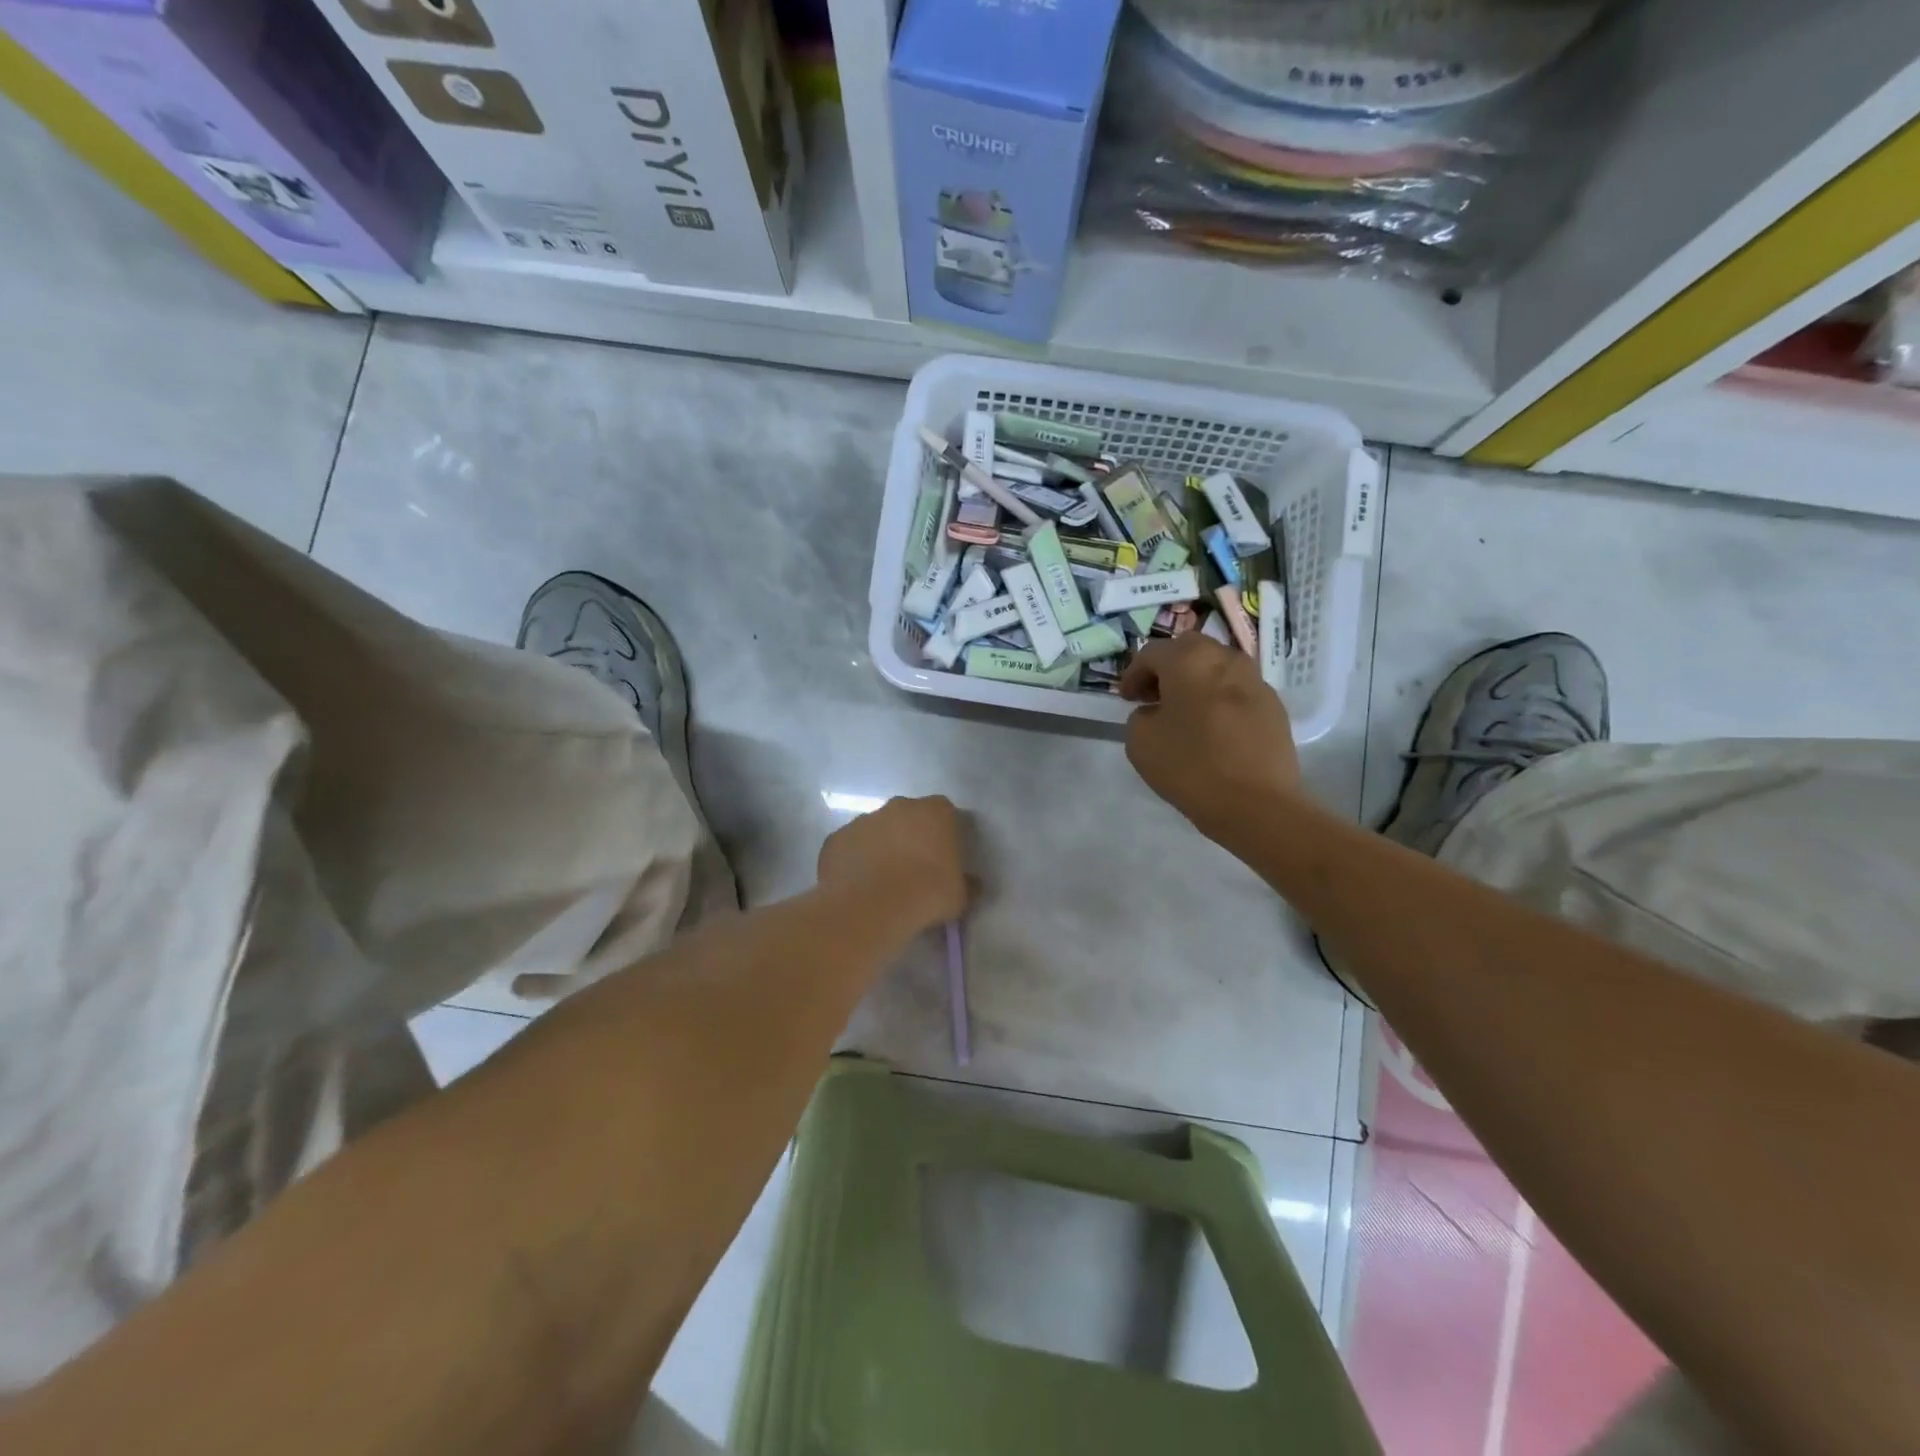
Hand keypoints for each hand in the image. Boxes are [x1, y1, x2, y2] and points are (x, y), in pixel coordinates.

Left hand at [817, 795, 970, 940]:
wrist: (872, 906)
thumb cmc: (927, 894)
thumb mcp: (960, 896)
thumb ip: (967, 884)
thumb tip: (972, 884)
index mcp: (935, 812)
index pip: (945, 813)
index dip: (944, 834)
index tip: (944, 858)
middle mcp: (898, 806)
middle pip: (907, 817)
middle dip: (910, 836)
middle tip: (913, 869)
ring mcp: (863, 819)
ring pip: (875, 830)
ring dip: (880, 848)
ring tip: (882, 882)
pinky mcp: (836, 838)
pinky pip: (849, 847)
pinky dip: (854, 862)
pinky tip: (858, 887)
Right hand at [1119, 636, 1304, 847]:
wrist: (1257, 804)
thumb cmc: (1191, 767)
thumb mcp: (1140, 742)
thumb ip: (1140, 717)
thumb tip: (1155, 712)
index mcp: (1189, 661)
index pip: (1152, 653)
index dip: (1133, 674)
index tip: (1126, 699)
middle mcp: (1225, 659)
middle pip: (1189, 651)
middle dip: (1167, 669)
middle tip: (1154, 697)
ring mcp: (1255, 681)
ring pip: (1217, 668)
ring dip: (1196, 682)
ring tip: (1184, 712)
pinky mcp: (1273, 706)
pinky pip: (1237, 691)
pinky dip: (1219, 699)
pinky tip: (1212, 729)